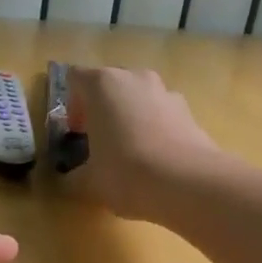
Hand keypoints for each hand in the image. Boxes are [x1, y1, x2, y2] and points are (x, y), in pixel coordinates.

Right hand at [65, 66, 224, 220]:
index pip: (75, 78)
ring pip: (139, 98)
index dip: (72, 104)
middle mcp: (135, 78)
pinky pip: (163, 114)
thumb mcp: (88, 181)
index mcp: (102, 84)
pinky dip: (156, 129)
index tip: (77, 132)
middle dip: (102, 109)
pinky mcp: (190, 112)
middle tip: (99, 141)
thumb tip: (71, 180)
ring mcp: (166, 92)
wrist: (188, 184)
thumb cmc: (125, 172)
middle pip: (110, 85)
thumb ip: (73, 176)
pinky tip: (156, 160)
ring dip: (130, 117)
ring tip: (130, 152)